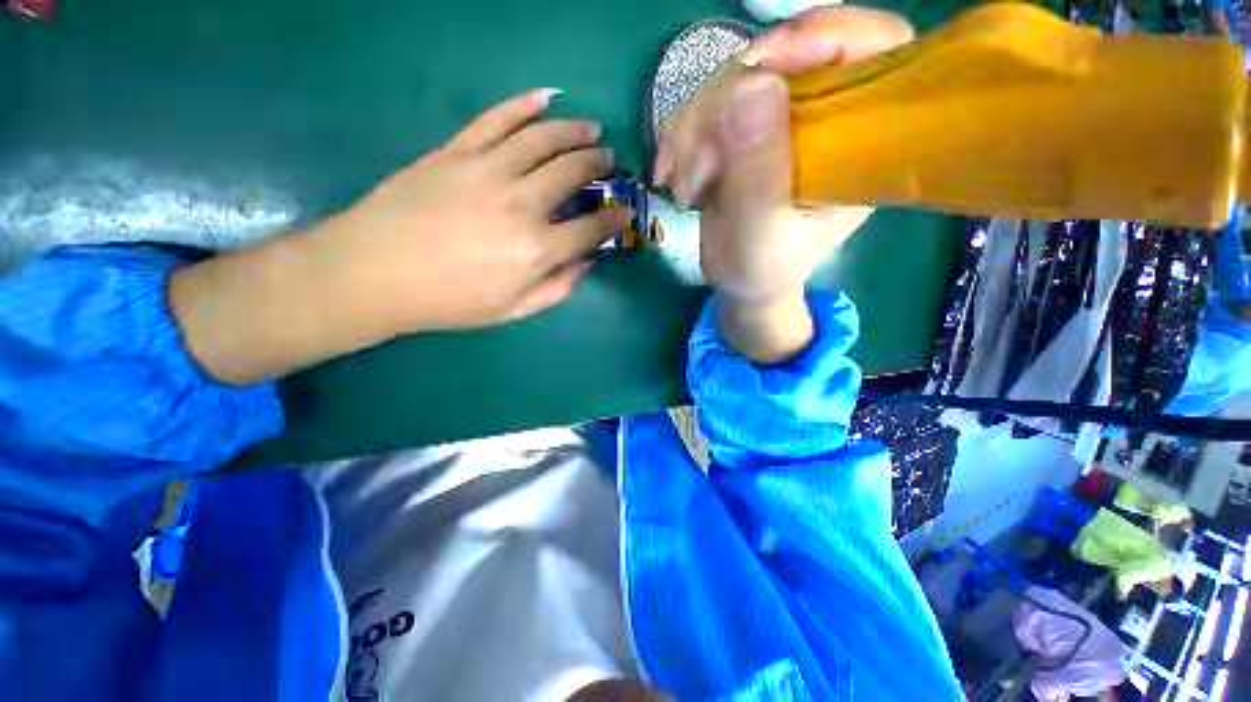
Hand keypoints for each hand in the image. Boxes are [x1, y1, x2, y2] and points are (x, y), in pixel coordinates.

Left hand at [315, 88, 629, 332]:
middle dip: (599, 165)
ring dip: (574, 131)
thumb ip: (557, 289)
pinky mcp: (457, 151)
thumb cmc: (450, 301)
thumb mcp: (513, 311)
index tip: (624, 210)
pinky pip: (498, 119)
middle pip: (572, 173)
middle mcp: (521, 204)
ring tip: (592, 129)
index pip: (591, 227)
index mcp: (537, 249)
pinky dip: (524, 105)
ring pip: (543, 139)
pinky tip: (545, 99)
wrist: (375, 273)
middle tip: (609, 160)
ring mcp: (488, 171)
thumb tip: (586, 263)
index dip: (613, 218)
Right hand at [653, 7, 913, 362]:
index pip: (875, 47)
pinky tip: (673, 174)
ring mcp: (785, 118)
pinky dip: (682, 135)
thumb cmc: (761, 271)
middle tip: (696, 165)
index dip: (825, 36)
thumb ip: (759, 176)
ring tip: (684, 187)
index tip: (760, 64)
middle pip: (786, 57)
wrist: (741, 281)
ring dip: (694, 129)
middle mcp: (829, 117)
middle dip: (726, 104)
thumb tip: (753, 85)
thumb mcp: (759, 239)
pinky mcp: (749, 125)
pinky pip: (709, 102)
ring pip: (736, 78)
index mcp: (860, 144)